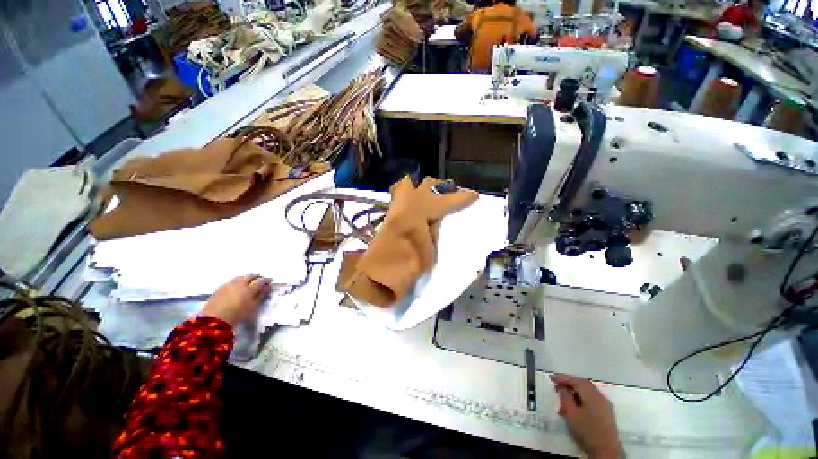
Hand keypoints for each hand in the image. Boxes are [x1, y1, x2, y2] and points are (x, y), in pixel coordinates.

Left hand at [202, 275, 272, 326]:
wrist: (213, 321)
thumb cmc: (237, 315)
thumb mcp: (253, 307)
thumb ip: (261, 296)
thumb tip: (268, 287)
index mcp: (249, 288)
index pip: (261, 281)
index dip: (266, 280)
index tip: (270, 281)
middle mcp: (239, 284)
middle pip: (250, 276)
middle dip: (256, 276)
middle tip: (260, 279)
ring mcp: (228, 285)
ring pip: (240, 277)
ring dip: (246, 278)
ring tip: (249, 282)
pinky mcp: (219, 288)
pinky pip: (231, 281)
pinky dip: (237, 282)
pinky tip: (237, 287)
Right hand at [550, 374, 621, 458]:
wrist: (606, 451)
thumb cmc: (587, 430)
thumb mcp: (571, 413)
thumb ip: (565, 398)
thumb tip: (562, 388)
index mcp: (592, 394)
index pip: (576, 381)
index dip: (563, 378)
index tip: (551, 377)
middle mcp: (601, 397)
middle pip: (583, 385)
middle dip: (569, 384)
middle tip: (556, 386)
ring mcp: (605, 406)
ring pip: (587, 393)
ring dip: (574, 393)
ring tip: (563, 399)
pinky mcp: (606, 414)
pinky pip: (592, 401)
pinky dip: (581, 400)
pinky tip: (574, 407)